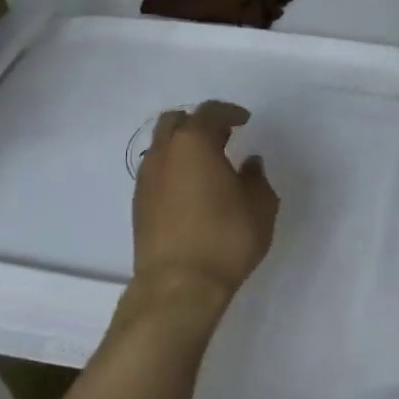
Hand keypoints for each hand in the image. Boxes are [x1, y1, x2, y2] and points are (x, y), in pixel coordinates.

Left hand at [124, 102, 278, 335]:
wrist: (178, 285)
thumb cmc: (226, 238)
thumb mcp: (260, 205)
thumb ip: (256, 177)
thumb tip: (249, 164)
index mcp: (194, 143)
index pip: (210, 112)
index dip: (229, 112)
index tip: (244, 121)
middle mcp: (164, 153)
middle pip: (176, 121)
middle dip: (199, 123)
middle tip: (222, 137)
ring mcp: (146, 178)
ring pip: (162, 147)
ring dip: (183, 147)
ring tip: (207, 165)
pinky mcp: (139, 204)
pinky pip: (157, 171)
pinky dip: (173, 169)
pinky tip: (191, 190)